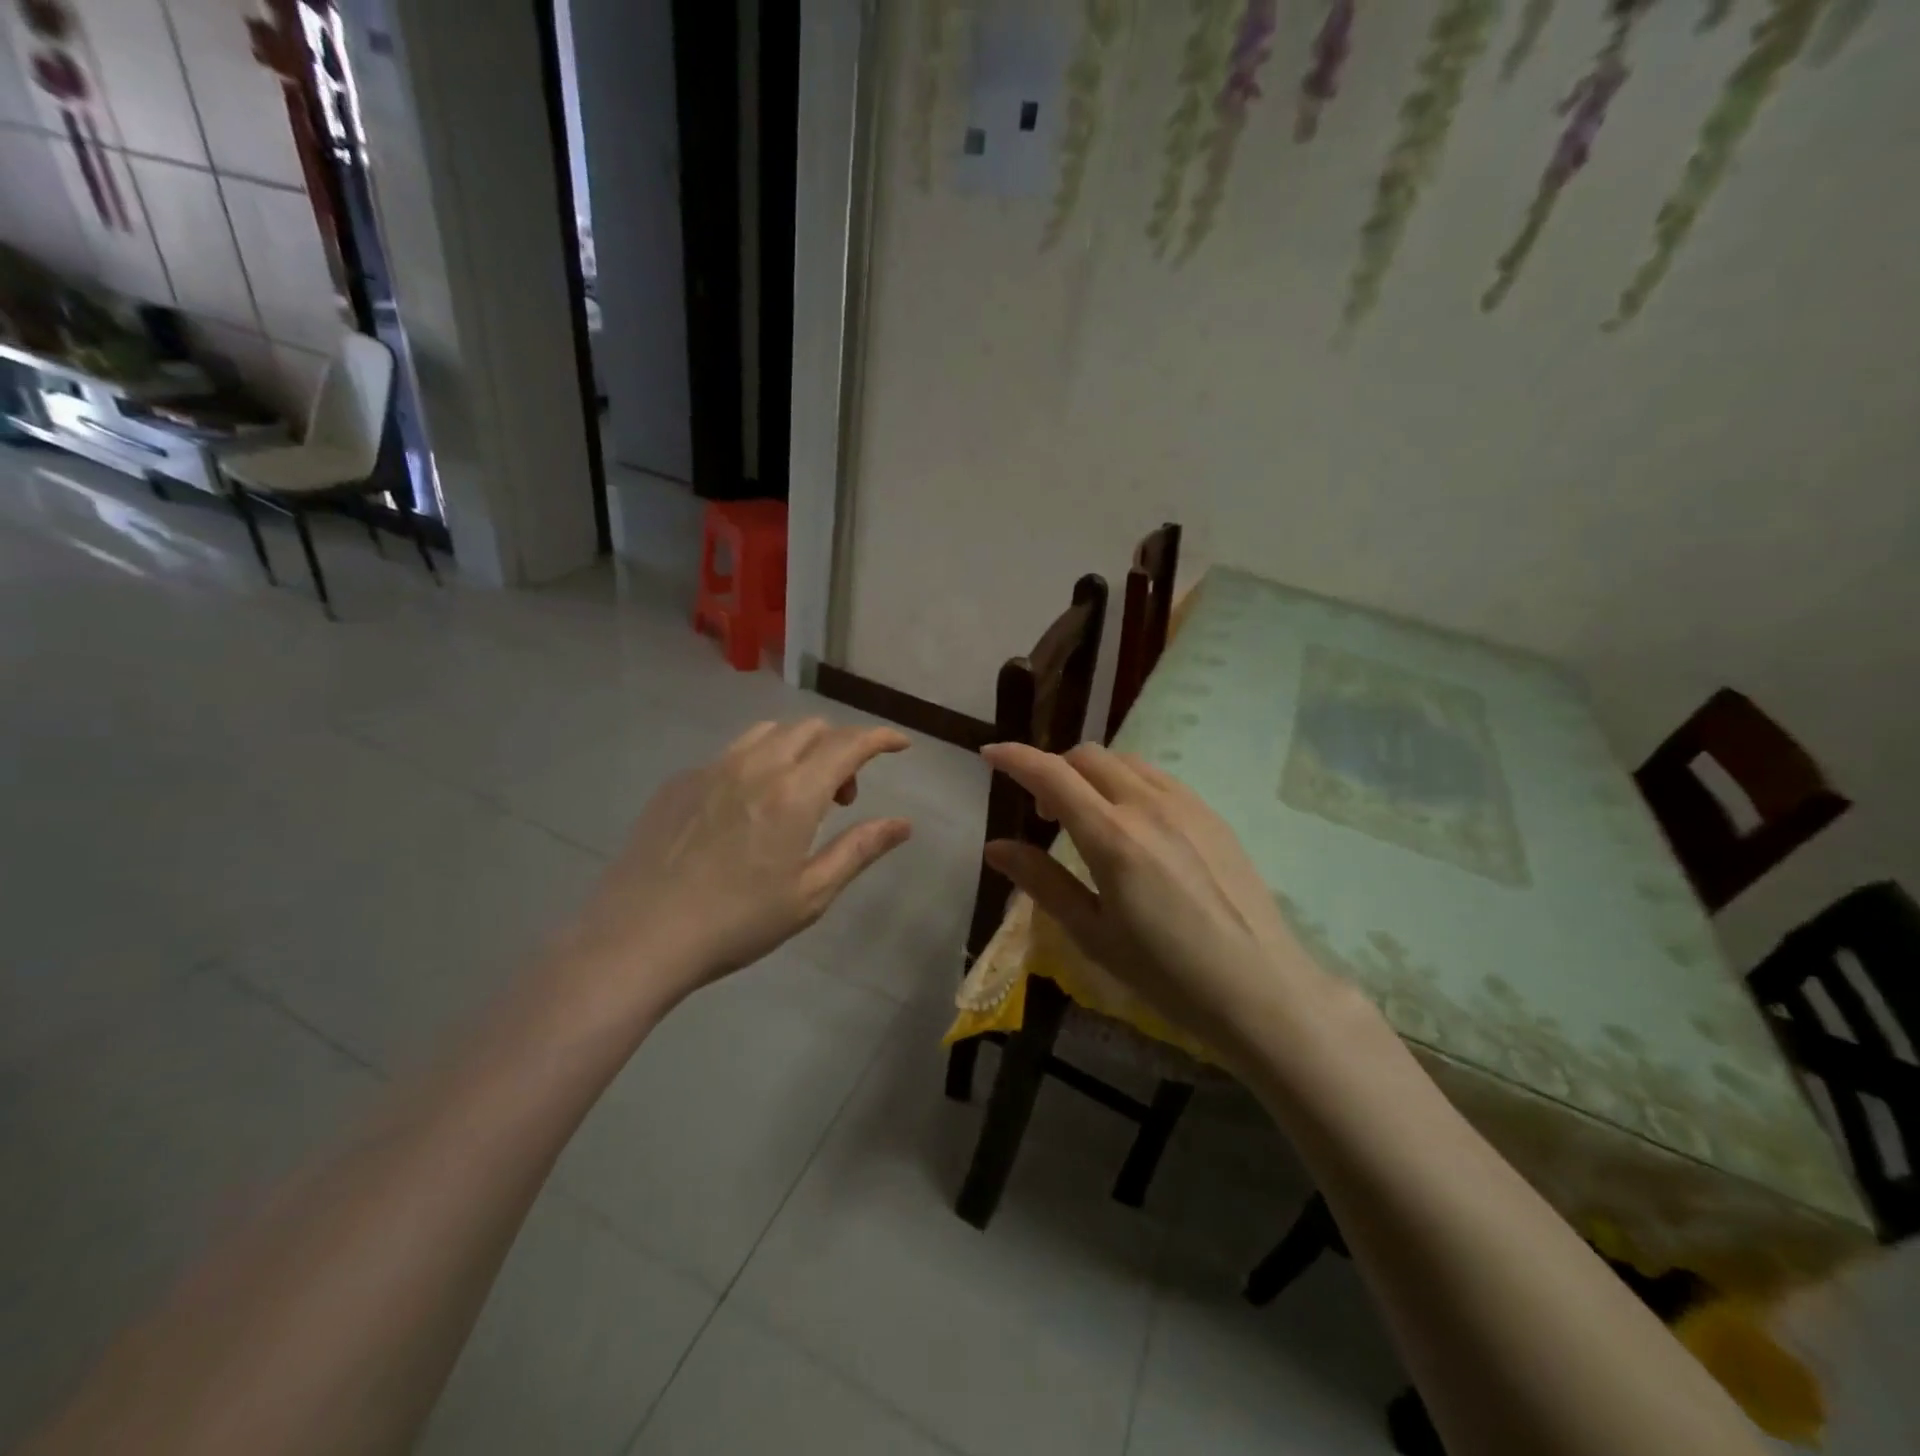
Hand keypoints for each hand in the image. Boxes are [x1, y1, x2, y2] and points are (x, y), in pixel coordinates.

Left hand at [558, 719, 912, 1011]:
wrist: (639, 936)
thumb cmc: (736, 923)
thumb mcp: (809, 895)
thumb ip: (859, 849)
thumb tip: (903, 824)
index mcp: (794, 793)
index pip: (849, 744)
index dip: (880, 738)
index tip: (900, 745)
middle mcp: (756, 765)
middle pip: (811, 728)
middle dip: (840, 749)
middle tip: (842, 797)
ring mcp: (712, 768)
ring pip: (769, 732)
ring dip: (798, 749)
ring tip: (795, 795)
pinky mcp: (680, 781)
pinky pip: (731, 753)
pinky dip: (757, 764)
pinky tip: (744, 810)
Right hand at [981, 741, 1356, 1063]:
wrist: (1261, 989)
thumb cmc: (1167, 973)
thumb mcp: (1093, 934)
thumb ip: (1042, 882)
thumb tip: (996, 848)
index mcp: (1112, 836)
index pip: (1052, 775)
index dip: (1015, 758)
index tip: (989, 754)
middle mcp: (1148, 805)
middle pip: (1087, 756)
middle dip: (1054, 768)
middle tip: (1043, 811)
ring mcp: (1186, 805)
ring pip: (1125, 761)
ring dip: (1092, 773)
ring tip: (1087, 815)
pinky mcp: (1212, 815)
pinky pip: (1158, 777)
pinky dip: (1127, 782)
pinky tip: (1132, 823)